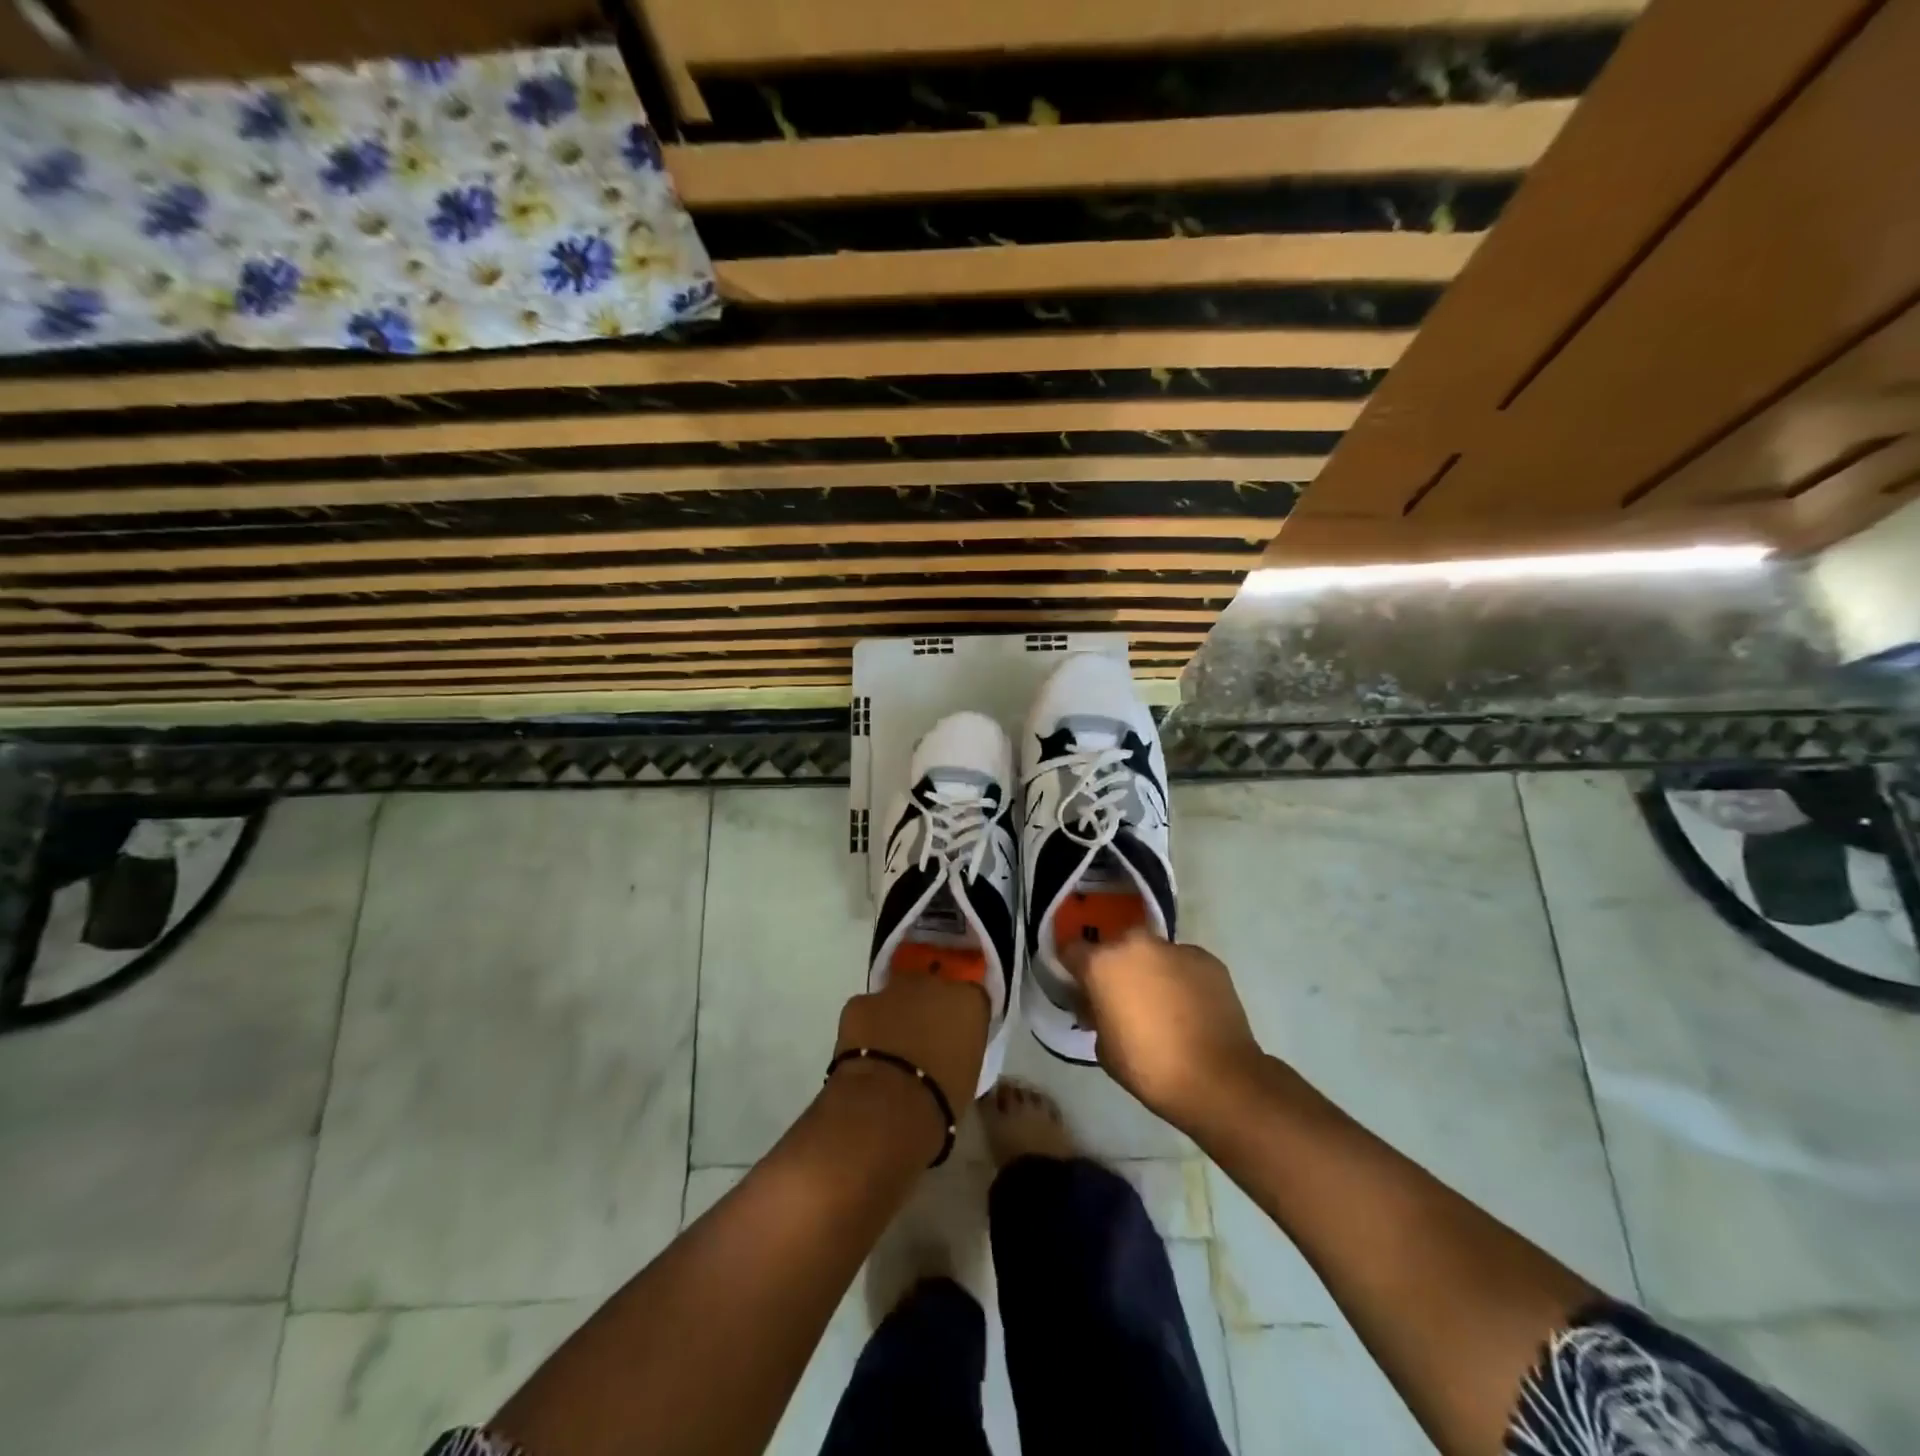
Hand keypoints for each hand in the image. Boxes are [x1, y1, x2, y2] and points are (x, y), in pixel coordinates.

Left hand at [831, 974, 988, 1135]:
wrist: (888, 1105)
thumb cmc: (941, 1099)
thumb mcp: (969, 1074)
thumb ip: (961, 1048)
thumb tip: (949, 1049)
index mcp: (969, 1001)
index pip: (971, 998)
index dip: (960, 1017)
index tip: (955, 1037)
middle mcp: (934, 983)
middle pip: (932, 988)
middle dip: (927, 1008)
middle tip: (921, 1040)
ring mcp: (893, 989)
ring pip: (896, 996)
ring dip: (895, 1014)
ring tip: (889, 1049)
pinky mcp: (859, 1002)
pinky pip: (865, 1011)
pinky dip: (865, 1027)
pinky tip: (864, 1052)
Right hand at [1065, 930, 1264, 1130]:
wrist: (1218, 1079)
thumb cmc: (1149, 1067)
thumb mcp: (1103, 1047)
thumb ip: (1096, 1014)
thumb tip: (1100, 1005)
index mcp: (1102, 963)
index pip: (1072, 950)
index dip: (1074, 969)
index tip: (1081, 987)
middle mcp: (1135, 944)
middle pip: (1116, 946)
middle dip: (1116, 966)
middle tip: (1124, 997)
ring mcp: (1175, 948)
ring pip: (1152, 953)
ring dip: (1151, 970)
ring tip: (1163, 1004)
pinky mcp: (1207, 959)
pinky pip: (1183, 964)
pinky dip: (1181, 979)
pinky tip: (1190, 1007)